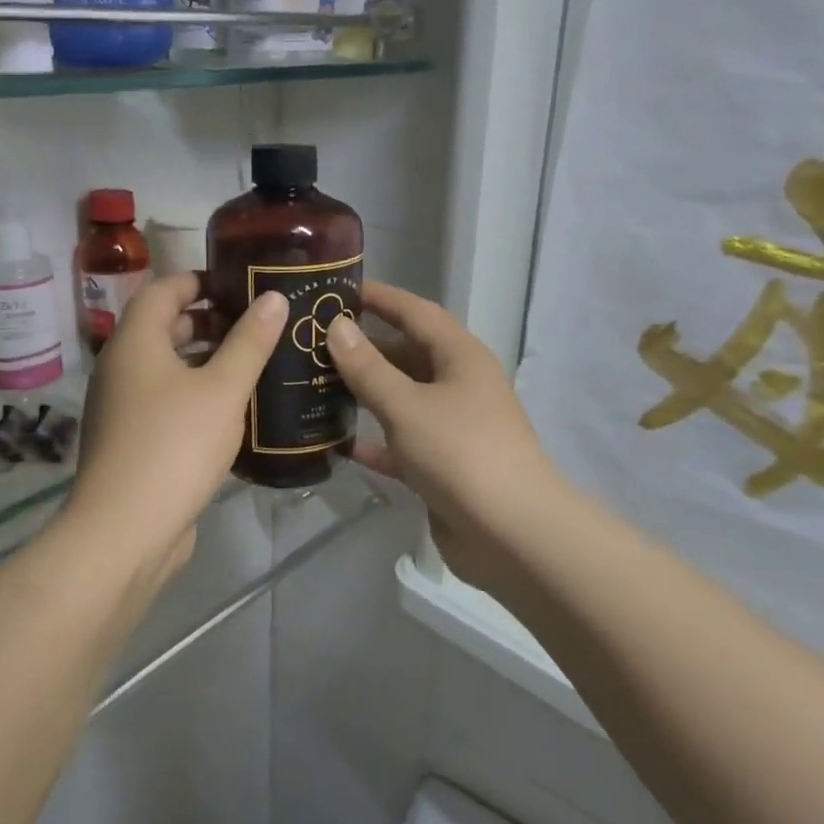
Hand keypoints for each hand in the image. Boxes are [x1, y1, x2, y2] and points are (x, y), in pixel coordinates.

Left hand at [66, 273, 286, 585]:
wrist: (125, 531)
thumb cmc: (175, 445)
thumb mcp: (223, 389)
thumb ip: (250, 342)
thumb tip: (273, 297)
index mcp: (135, 343)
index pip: (163, 290)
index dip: (200, 280)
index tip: (241, 285)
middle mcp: (121, 368)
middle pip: (164, 328)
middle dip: (209, 322)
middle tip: (257, 325)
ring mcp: (122, 408)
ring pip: (167, 369)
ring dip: (206, 362)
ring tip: (254, 365)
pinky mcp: (132, 441)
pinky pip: (166, 402)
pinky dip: (196, 395)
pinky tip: (233, 411)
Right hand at [326, 282, 565, 596]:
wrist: (510, 534)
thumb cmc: (460, 453)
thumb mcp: (406, 405)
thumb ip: (367, 368)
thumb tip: (337, 327)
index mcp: (460, 357)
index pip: (415, 312)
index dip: (379, 298)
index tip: (338, 289)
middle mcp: (459, 385)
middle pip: (406, 355)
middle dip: (364, 348)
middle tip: (313, 343)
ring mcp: (452, 427)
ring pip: (402, 399)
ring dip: (365, 393)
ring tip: (315, 385)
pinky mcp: (442, 466)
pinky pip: (401, 443)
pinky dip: (374, 440)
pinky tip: (337, 442)